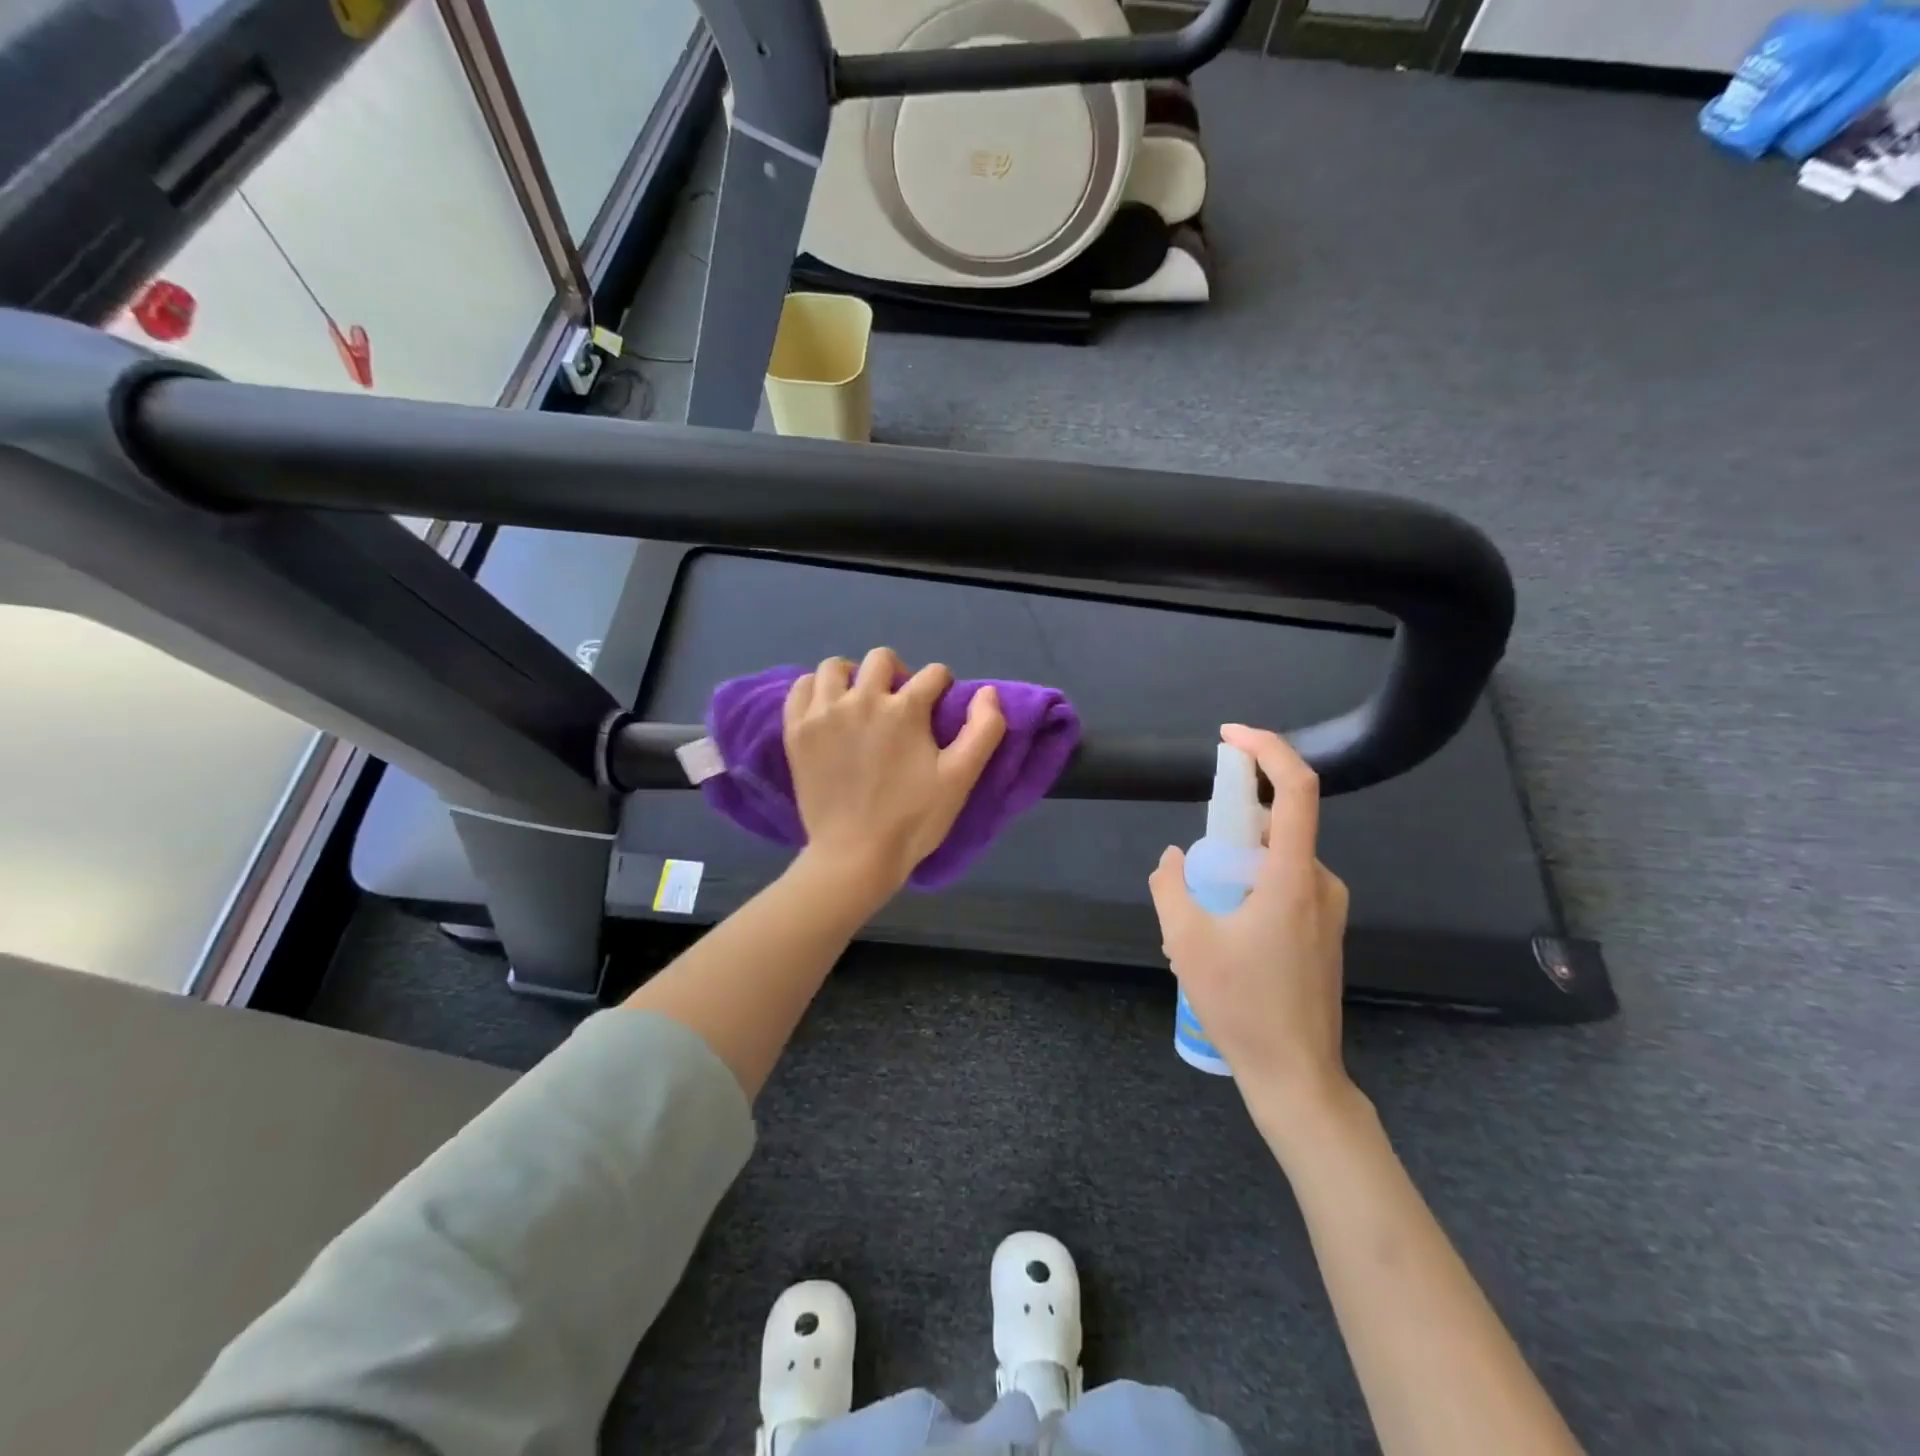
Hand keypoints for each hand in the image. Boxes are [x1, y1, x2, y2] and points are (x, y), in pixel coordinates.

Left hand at [784, 647, 1006, 901]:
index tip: (937, 712)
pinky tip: (827, 710)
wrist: (854, 856)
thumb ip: (984, 730)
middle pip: (881, 659)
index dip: (942, 689)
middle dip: (898, 674)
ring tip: (859, 703)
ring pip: (835, 667)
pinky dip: (816, 691)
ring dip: (853, 677)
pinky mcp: (796, 731)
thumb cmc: (912, 819)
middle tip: (899, 705)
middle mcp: (861, 699)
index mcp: (905, 709)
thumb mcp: (960, 779)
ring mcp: (823, 713)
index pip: (933, 674)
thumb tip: (987, 692)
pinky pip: (801, 687)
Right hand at [1147, 724, 1352, 1125]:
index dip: (1267, 750)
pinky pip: (1282, 888)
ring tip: (1196, 923)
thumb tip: (1173, 858)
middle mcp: (1320, 883)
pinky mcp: (1324, 931)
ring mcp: (1327, 909)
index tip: (1230, 737)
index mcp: (1293, 877)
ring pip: (1274, 862)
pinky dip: (1246, 892)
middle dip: (1226, 833)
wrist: (1297, 1076)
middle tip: (1190, 878)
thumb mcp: (1186, 941)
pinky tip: (1220, 939)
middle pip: (1275, 827)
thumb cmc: (1242, 1005)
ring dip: (1232, 872)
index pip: (1296, 789)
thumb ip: (1171, 886)